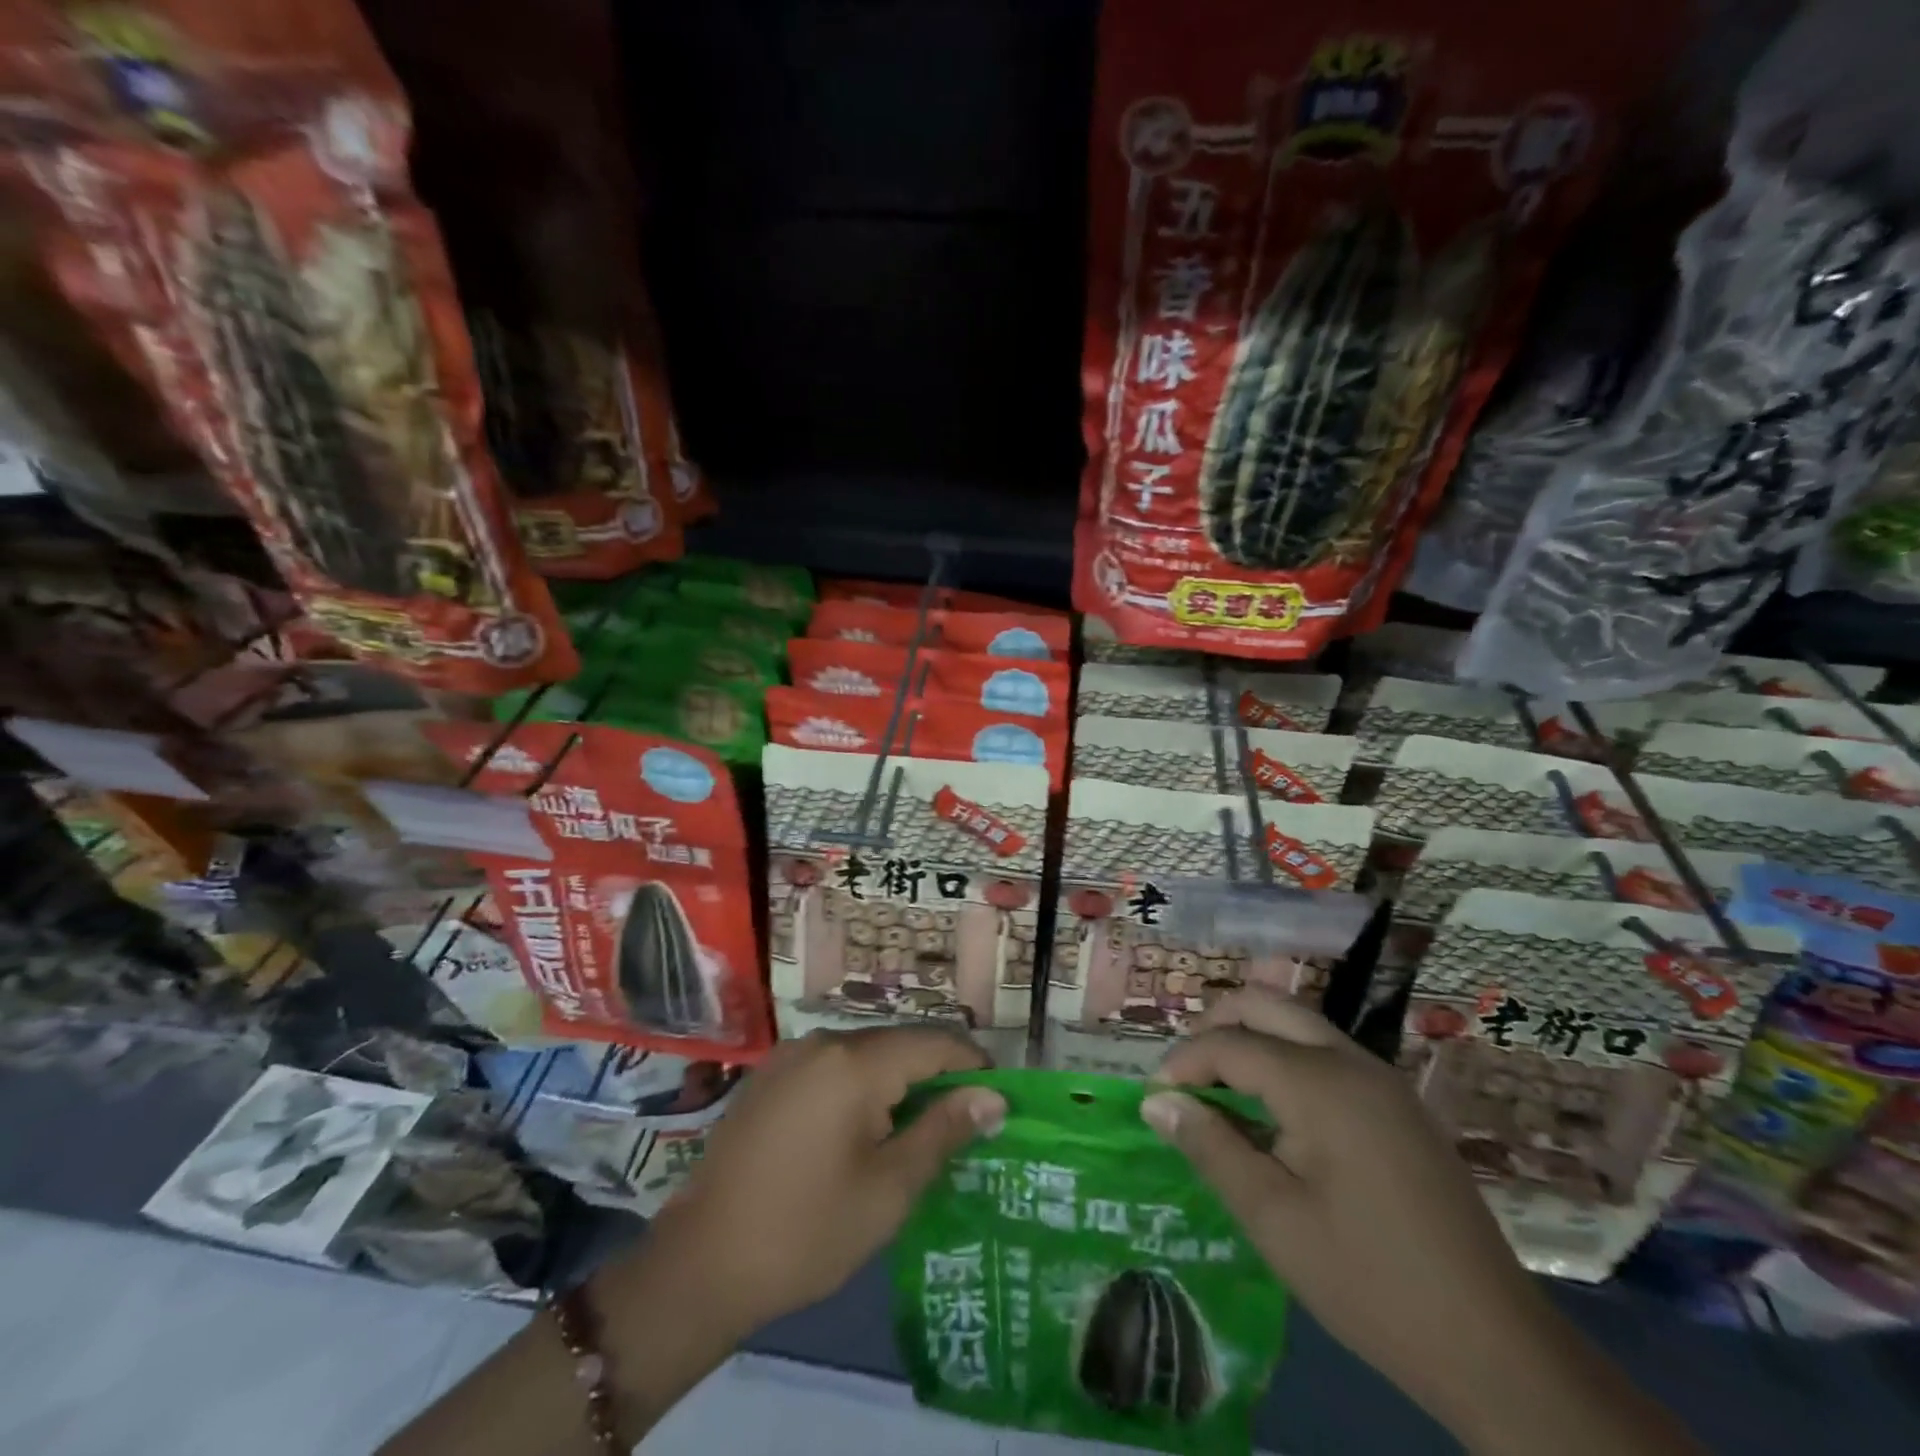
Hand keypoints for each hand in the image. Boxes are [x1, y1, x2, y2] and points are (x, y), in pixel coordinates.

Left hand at [645, 1026, 1006, 1338]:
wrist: (700, 1265)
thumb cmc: (806, 1231)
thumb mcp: (888, 1189)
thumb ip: (943, 1131)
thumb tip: (993, 1097)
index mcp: (855, 1062)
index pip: (934, 1043)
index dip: (973, 1065)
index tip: (998, 1098)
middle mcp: (823, 1042)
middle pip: (899, 1043)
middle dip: (937, 1074)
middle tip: (963, 1121)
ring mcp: (790, 1055)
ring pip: (866, 1053)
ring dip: (899, 1080)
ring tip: (920, 1127)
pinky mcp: (770, 1076)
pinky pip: (833, 1065)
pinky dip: (862, 1085)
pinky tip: (865, 1126)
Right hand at [1141, 989, 1557, 1432]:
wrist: (1495, 1346)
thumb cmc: (1368, 1280)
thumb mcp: (1273, 1218)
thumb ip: (1209, 1146)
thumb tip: (1156, 1101)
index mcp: (1319, 1083)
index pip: (1229, 1042)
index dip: (1183, 1063)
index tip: (1157, 1101)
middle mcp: (1352, 1062)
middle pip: (1265, 1005)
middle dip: (1215, 1027)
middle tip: (1185, 1077)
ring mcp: (1382, 1080)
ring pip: (1298, 1024)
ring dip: (1251, 1040)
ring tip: (1220, 1093)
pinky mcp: (1399, 1105)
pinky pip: (1327, 1054)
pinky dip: (1285, 1061)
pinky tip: (1274, 1115)